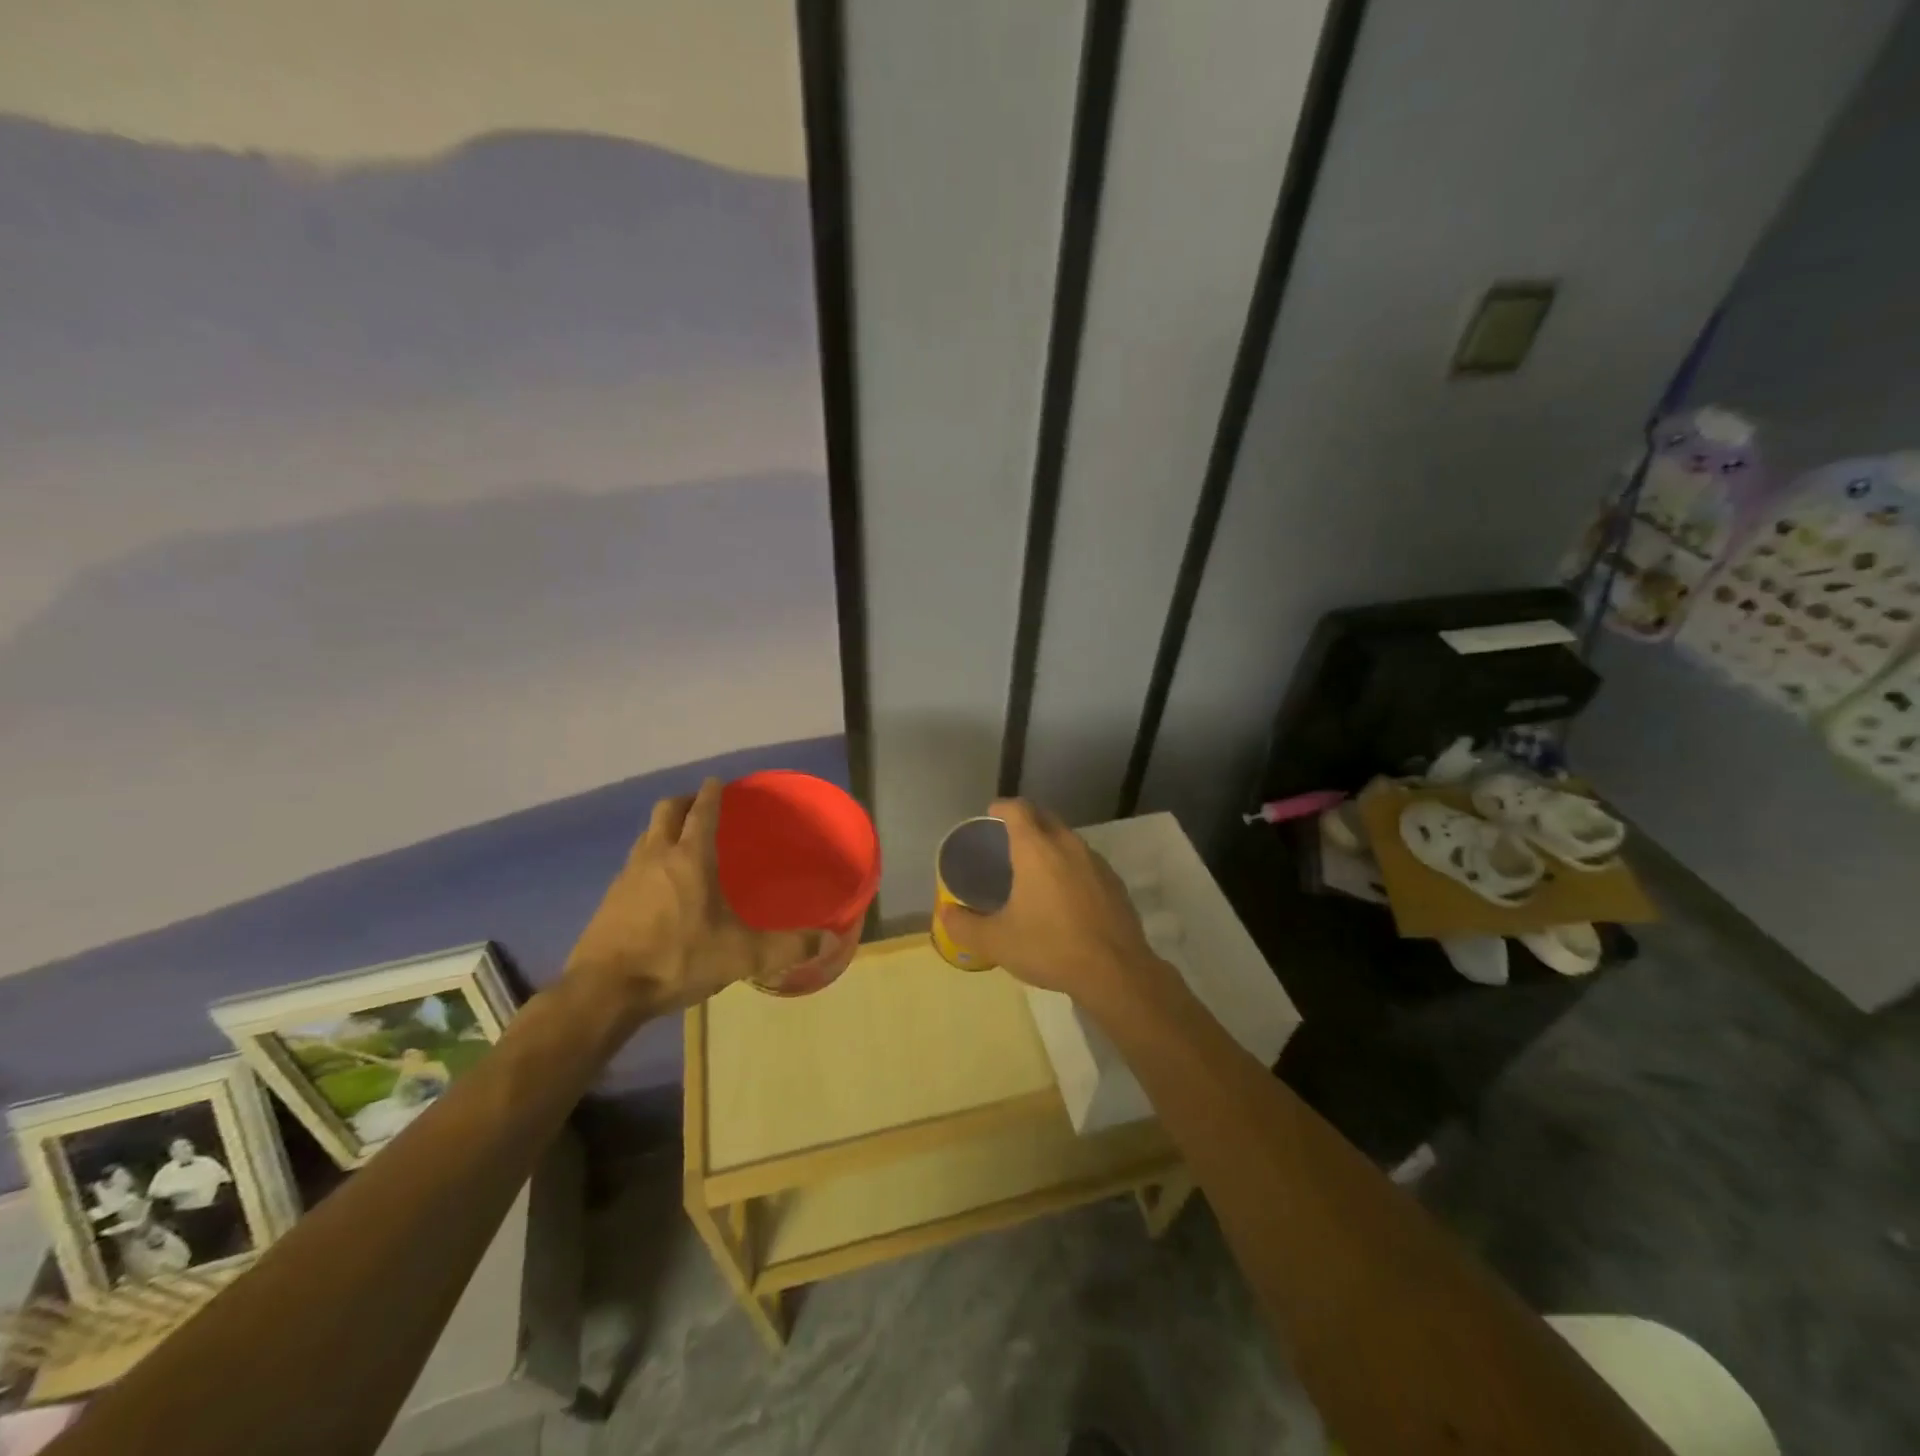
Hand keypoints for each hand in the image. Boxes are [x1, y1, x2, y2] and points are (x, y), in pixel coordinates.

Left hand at [563, 779, 822, 1014]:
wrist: (604, 991)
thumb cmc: (677, 959)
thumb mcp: (740, 956)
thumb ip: (785, 946)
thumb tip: (829, 940)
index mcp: (690, 858)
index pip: (702, 811)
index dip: (712, 793)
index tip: (719, 781)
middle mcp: (657, 856)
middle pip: (667, 810)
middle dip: (685, 801)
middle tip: (701, 805)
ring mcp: (628, 875)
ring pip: (646, 834)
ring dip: (663, 827)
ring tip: (680, 839)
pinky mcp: (610, 898)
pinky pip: (633, 862)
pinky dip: (649, 857)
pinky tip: (658, 883)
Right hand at [937, 799, 1164, 1010]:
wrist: (1116, 972)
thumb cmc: (1050, 947)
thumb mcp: (996, 942)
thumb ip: (964, 925)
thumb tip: (945, 913)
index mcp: (1037, 849)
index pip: (1018, 809)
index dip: (1001, 807)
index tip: (990, 815)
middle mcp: (1068, 845)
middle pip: (1045, 817)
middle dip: (1026, 821)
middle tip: (1007, 841)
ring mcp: (1096, 862)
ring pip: (1068, 839)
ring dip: (1050, 843)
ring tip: (1034, 868)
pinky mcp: (1115, 882)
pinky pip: (1086, 862)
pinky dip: (1070, 866)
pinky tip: (1064, 895)